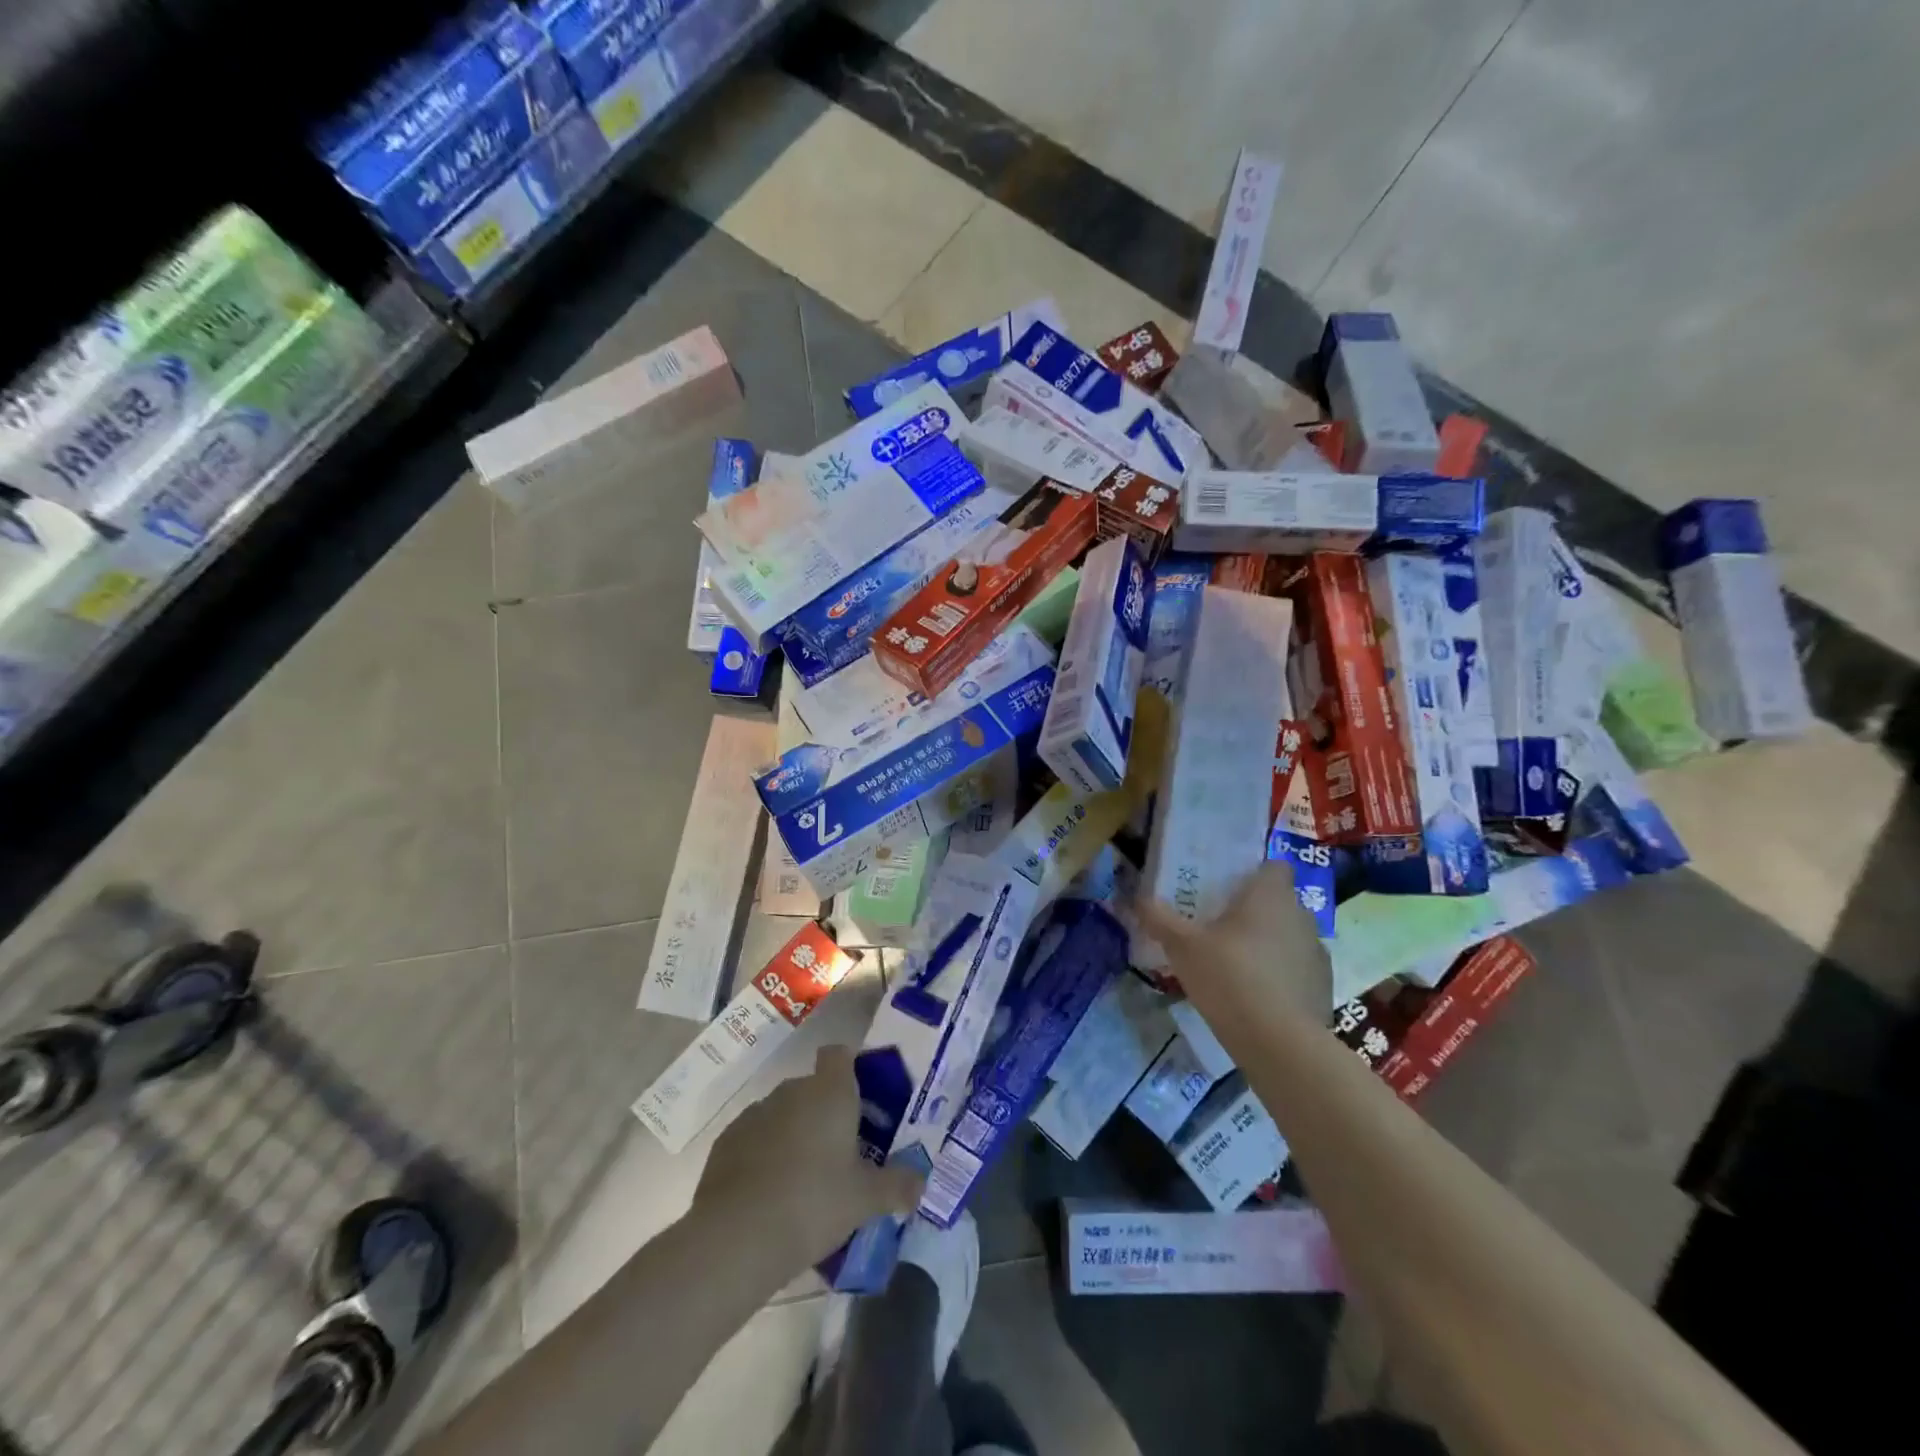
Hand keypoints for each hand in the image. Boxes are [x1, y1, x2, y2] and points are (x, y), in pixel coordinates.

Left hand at [694, 1046, 925, 1266]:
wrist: (735, 1237)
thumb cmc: (813, 1202)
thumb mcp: (866, 1199)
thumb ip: (897, 1186)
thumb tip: (921, 1183)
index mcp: (830, 1092)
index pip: (840, 1054)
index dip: (851, 1069)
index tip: (862, 1100)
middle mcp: (792, 1091)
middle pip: (814, 1087)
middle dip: (826, 1112)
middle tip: (843, 1153)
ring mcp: (755, 1113)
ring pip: (783, 1113)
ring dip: (795, 1133)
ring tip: (806, 1179)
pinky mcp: (726, 1141)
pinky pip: (755, 1137)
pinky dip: (764, 1154)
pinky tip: (771, 1194)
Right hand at [1135, 861, 1331, 1024]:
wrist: (1280, 1043)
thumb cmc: (1229, 976)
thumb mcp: (1182, 947)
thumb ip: (1159, 919)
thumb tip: (1138, 898)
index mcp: (1270, 895)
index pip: (1274, 866)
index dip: (1254, 873)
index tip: (1229, 887)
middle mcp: (1300, 916)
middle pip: (1279, 902)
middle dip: (1255, 911)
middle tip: (1220, 926)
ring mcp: (1317, 953)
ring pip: (1290, 937)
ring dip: (1269, 944)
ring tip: (1235, 965)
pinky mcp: (1323, 988)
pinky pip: (1298, 970)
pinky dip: (1281, 977)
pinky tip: (1255, 997)